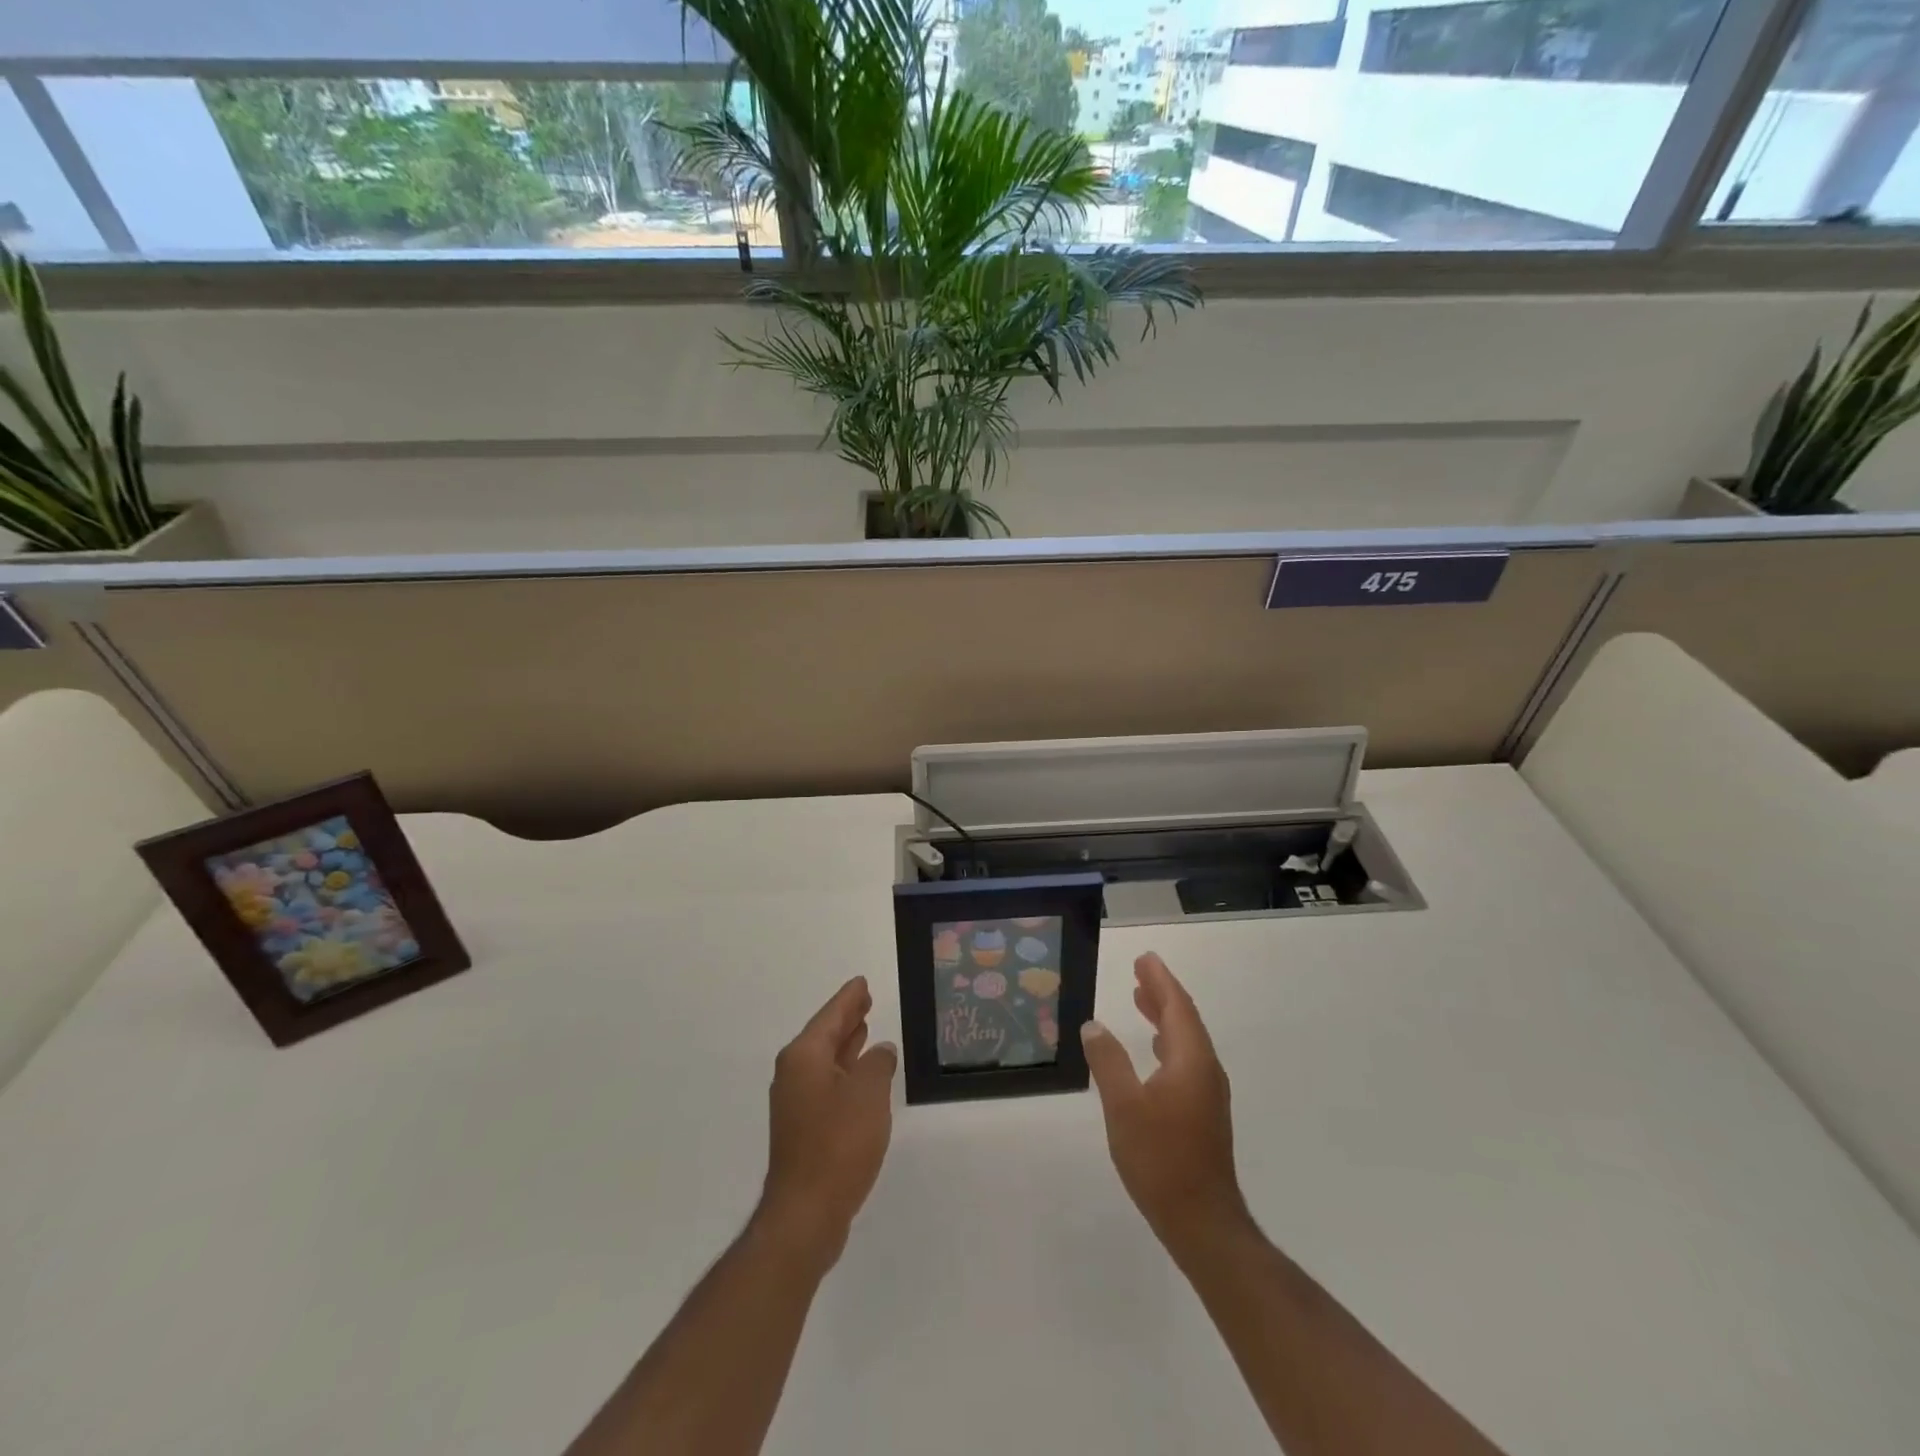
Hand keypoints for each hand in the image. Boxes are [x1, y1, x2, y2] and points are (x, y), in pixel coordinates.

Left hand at [758, 976, 897, 1273]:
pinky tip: (861, 1076)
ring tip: (865, 1028)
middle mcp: (794, 1073)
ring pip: (825, 1061)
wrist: (806, 1212)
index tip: (861, 982)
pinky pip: (826, 1084)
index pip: (831, 1016)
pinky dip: (844, 1072)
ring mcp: (796, 1103)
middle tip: (865, 999)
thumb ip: (878, 1064)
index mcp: (804, 1056)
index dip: (849, 999)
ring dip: (846, 1045)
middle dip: (846, 1018)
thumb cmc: (839, 1143)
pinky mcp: (803, 1129)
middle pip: (824, 1035)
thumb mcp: (869, 1093)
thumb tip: (880, 1051)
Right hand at [1081, 953, 1248, 1255]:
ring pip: (1187, 1041)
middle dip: (1162, 993)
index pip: (1177, 1007)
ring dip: (1165, 1017)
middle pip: (1185, 1020)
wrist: (1202, 1222)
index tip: (1145, 959)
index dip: (1160, 981)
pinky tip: (1154, 1050)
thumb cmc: (1161, 1159)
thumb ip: (1108, 1061)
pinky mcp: (1204, 1113)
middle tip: (1140, 971)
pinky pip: (1186, 1060)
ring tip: (1141, 1000)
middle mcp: (1206, 1070)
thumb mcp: (1123, 1107)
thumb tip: (1093, 1025)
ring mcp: (1208, 1094)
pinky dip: (1168, 1042)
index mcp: (1191, 1061)